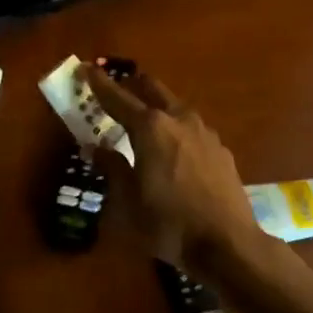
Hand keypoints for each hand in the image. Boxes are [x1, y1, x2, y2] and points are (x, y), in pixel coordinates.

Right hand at [83, 62, 259, 267]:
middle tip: (115, 89)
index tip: (85, 68)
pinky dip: (175, 128)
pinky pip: (191, 128)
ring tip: (143, 121)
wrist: (227, 243)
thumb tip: (95, 148)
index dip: (99, 83)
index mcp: (150, 128)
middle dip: (131, 85)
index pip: (117, 98)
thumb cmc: (168, 223)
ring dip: (156, 106)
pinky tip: (172, 148)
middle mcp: (178, 120)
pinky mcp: (221, 150)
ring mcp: (204, 133)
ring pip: (175, 107)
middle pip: (152, 89)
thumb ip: (111, 168)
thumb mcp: (128, 201)